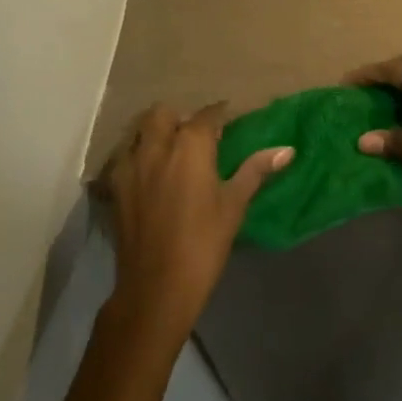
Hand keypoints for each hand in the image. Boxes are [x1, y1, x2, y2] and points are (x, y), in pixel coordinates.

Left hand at [97, 103, 292, 347]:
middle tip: (196, 139)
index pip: (207, 115)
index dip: (218, 115)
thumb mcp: (234, 206)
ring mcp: (131, 164)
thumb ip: (255, 171)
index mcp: (191, 146)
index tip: (228, 122)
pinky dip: (137, 157)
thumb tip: (287, 150)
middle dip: (180, 119)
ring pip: (140, 131)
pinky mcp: (114, 186)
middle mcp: (157, 145)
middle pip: (164, 113)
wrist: (156, 287)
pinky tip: (148, 176)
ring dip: (156, 134)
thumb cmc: (204, 244)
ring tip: (171, 154)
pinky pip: (124, 157)